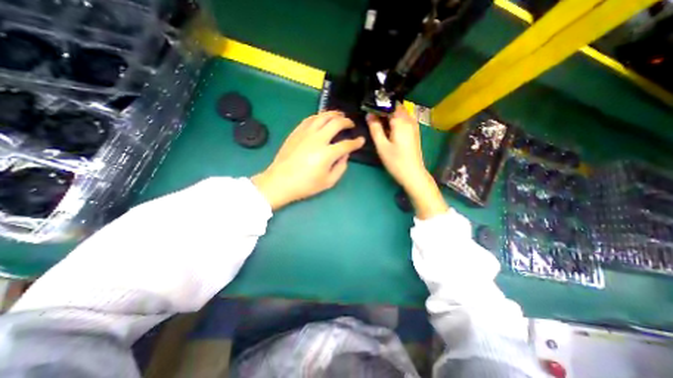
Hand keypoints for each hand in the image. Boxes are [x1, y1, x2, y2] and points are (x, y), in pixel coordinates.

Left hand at [251, 112, 366, 210]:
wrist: (280, 181)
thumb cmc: (305, 185)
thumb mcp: (328, 182)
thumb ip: (341, 167)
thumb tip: (345, 155)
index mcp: (327, 153)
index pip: (347, 144)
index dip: (356, 142)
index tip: (361, 140)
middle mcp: (318, 139)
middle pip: (336, 123)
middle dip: (347, 122)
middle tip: (350, 124)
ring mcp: (306, 133)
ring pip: (323, 116)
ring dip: (334, 114)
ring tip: (339, 115)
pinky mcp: (296, 132)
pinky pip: (310, 119)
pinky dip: (319, 116)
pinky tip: (322, 118)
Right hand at [366, 107, 448, 218]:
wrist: (413, 174)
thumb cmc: (396, 161)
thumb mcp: (382, 146)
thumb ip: (375, 129)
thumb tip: (369, 115)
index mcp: (401, 121)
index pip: (389, 105)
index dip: (378, 105)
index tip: (368, 110)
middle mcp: (409, 120)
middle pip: (396, 107)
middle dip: (384, 109)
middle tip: (372, 117)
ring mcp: (414, 125)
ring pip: (401, 113)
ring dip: (390, 115)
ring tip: (379, 123)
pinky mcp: (415, 132)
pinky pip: (404, 120)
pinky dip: (396, 120)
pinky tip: (389, 129)